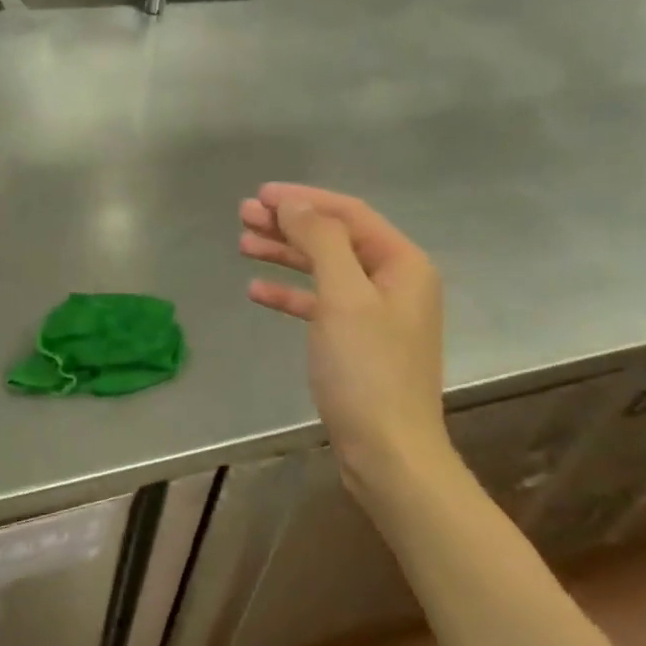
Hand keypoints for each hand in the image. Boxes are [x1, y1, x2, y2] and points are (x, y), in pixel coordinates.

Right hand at [240, 183, 449, 513]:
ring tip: (243, 243)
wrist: (388, 452)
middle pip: (334, 238)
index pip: (349, 214)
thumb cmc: (367, 370)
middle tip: (243, 214)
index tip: (261, 194)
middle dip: (289, 224)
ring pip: (324, 269)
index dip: (304, 199)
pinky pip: (320, 304)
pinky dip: (291, 294)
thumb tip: (295, 204)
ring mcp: (376, 314)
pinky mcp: (357, 342)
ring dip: (285, 254)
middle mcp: (393, 282)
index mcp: (402, 264)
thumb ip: (320, 242)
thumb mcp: (343, 297)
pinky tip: (258, 290)